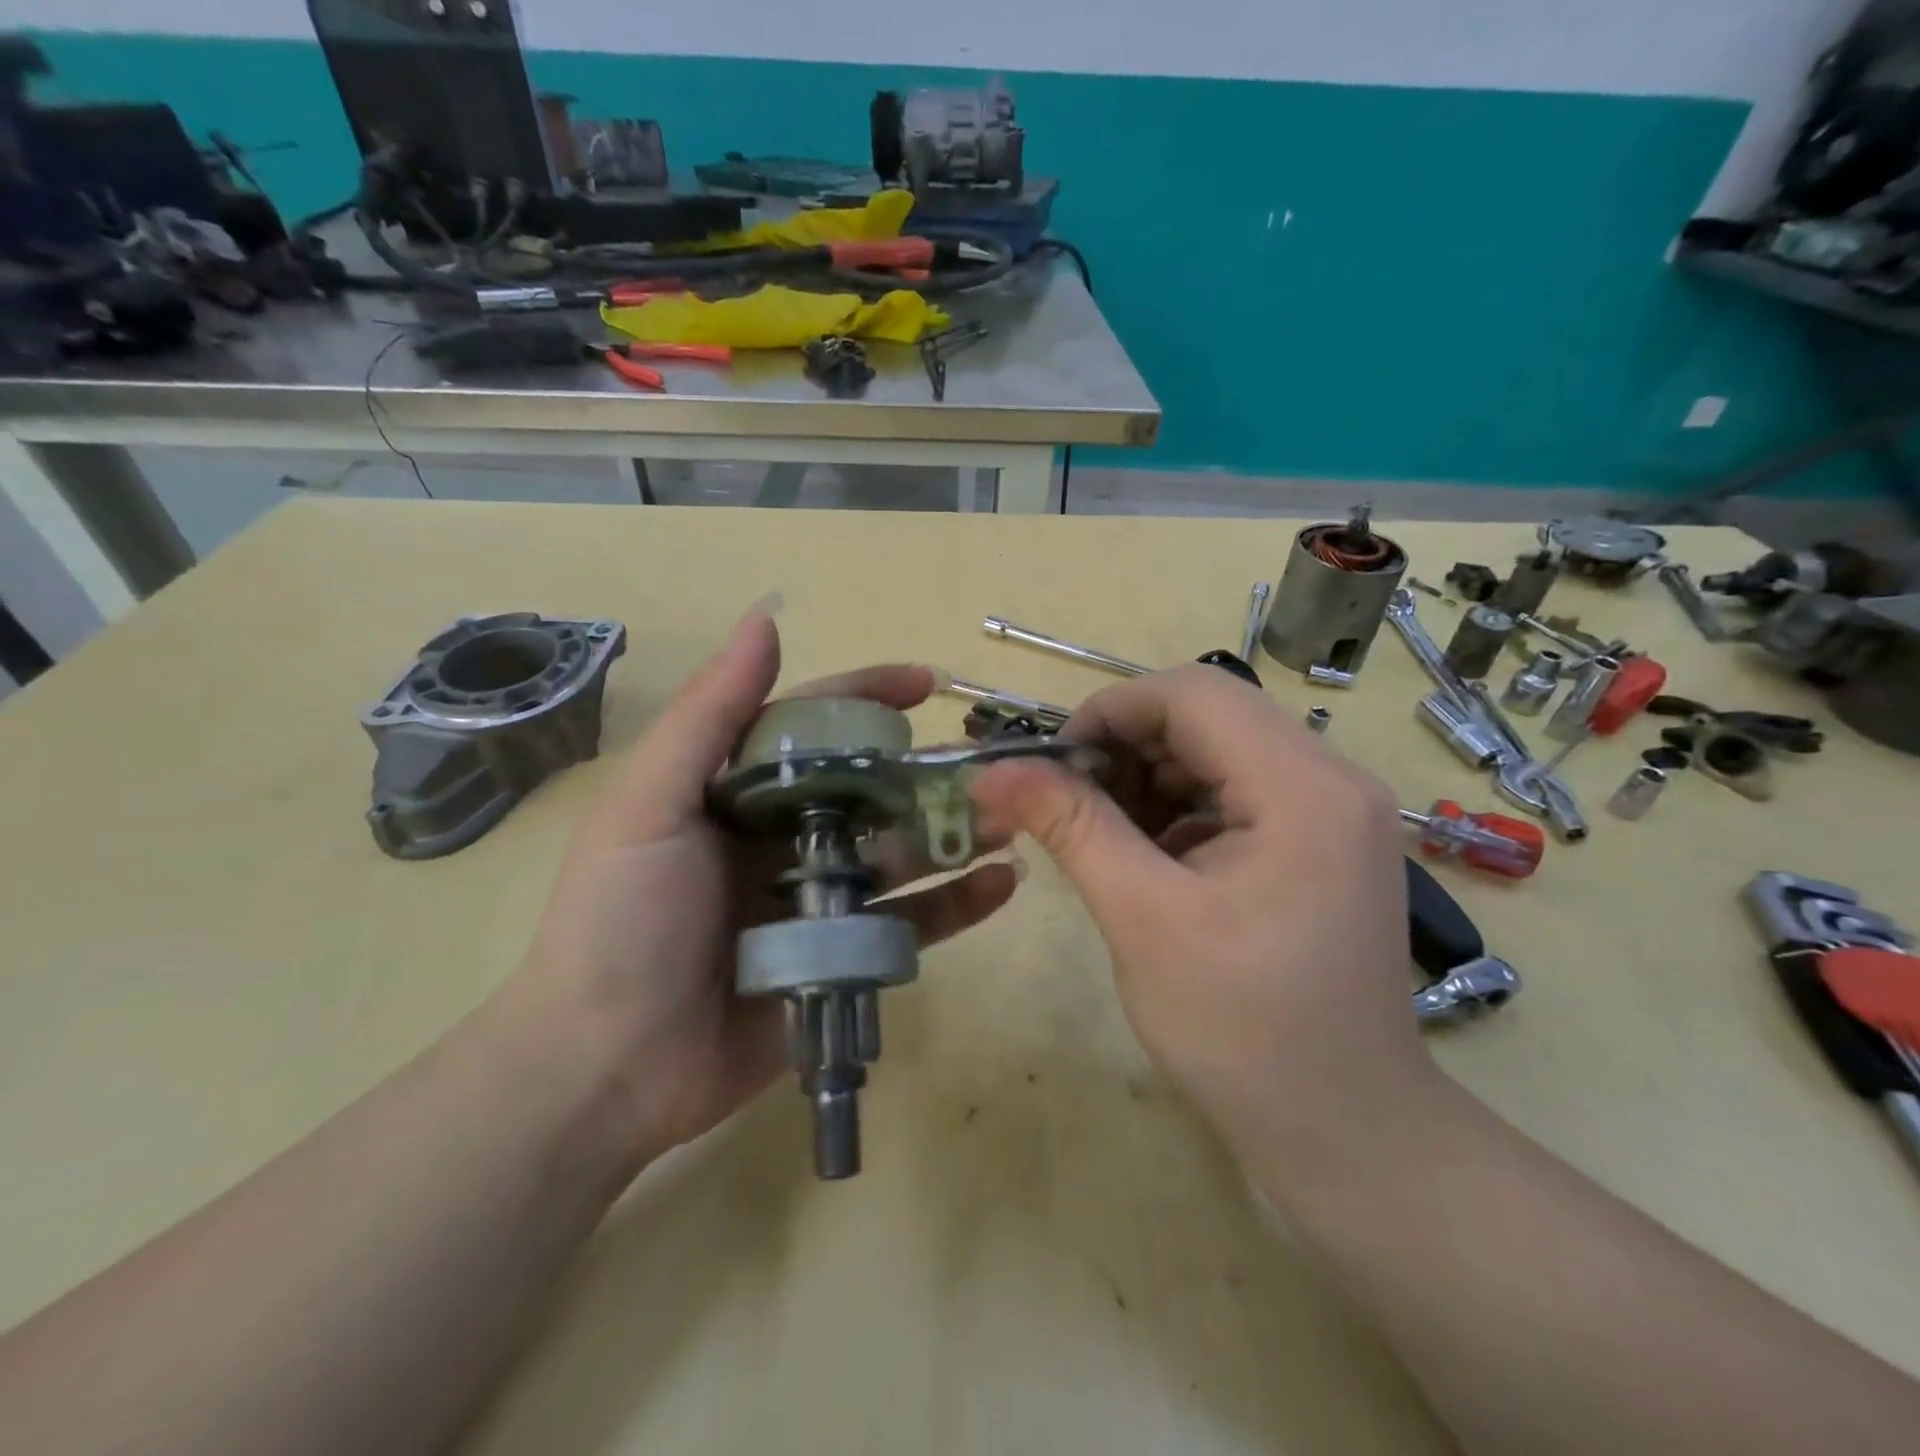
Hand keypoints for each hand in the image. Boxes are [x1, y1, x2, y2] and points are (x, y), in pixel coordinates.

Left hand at [499, 609, 1019, 1168]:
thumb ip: (711, 715)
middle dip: (930, 772)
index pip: (816, 728)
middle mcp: (785, 838)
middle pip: (872, 790)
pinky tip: (1003, 884)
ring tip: (1016, 816)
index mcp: (741, 794)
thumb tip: (765, 618)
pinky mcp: (844, 957)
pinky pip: (911, 924)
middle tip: (993, 763)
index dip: (869, 697)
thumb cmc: (621, 922)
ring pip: (902, 853)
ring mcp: (820, 901)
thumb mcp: (650, 806)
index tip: (928, 684)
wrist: (604, 1068)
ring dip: (957, 832)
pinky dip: (958, 904)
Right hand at [968, 665, 1433, 1154]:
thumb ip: (1071, 828)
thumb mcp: (1142, 919)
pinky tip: (1147, 856)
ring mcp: (1333, 811)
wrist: (1347, 1132)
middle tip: (1067, 803)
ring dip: (1148, 777)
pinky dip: (1179, 807)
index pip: (1193, 693)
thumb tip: (993, 772)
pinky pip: (1237, 792)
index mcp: (1304, 787)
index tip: (1052, 764)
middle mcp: (1333, 779)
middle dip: (1125, 747)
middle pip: (1208, 716)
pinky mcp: (1321, 841)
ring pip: (1218, 751)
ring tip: (1101, 834)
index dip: (1110, 711)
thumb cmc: (1243, 1031)